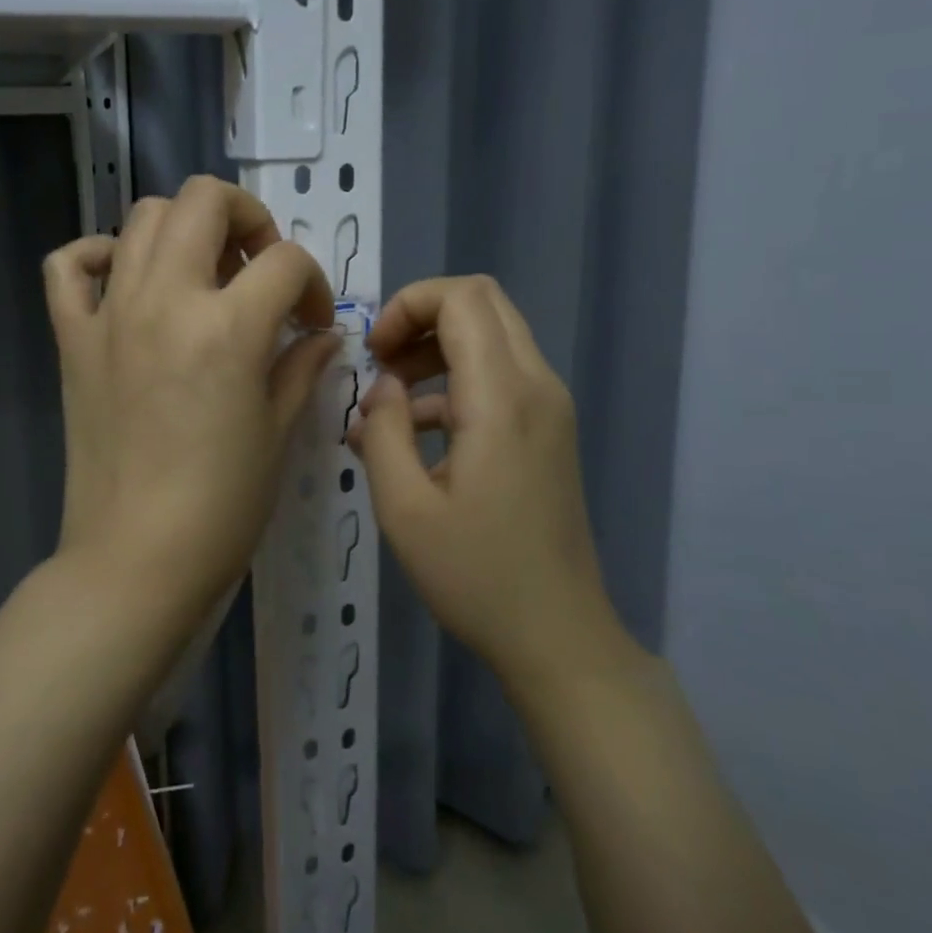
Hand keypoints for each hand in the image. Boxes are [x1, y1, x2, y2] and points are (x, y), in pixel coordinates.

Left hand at [43, 177, 338, 618]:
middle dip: (249, 219)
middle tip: (259, 269)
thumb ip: (302, 367)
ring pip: (143, 216)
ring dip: (185, 229)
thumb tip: (321, 335)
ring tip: (204, 275)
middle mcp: (165, 300)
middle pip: (205, 200)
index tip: (312, 323)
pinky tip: (128, 281)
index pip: (285, 262)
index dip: (313, 284)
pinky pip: (69, 266)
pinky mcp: (72, 339)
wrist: (136, 560)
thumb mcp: (278, 432)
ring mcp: (110, 314)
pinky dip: (98, 255)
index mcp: (227, 327)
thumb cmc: (221, 507)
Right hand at [348, 275, 621, 683]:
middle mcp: (537, 386)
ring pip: (492, 335)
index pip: (463, 297)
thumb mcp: (404, 508)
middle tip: (381, 363)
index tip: (374, 353)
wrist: (557, 635)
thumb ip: (384, 431)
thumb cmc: (475, 575)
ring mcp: (550, 407)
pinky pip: (499, 376)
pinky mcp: (548, 430)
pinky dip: (454, 383)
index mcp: (502, 398)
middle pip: (482, 302)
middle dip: (421, 317)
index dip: (408, 305)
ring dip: (435, 350)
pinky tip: (414, 436)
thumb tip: (383, 387)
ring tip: (388, 403)